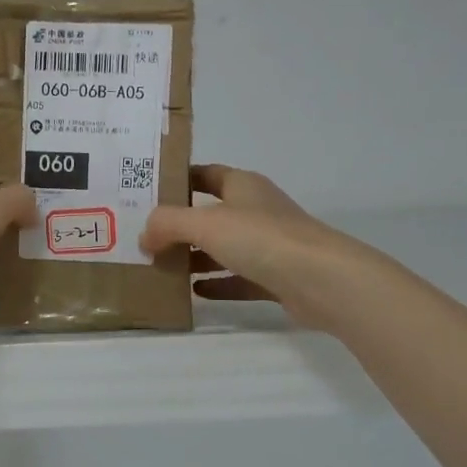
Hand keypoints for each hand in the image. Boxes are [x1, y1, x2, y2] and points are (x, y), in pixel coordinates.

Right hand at [140, 164, 363, 332]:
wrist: (322, 280)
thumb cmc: (261, 238)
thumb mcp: (204, 223)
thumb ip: (168, 224)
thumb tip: (144, 236)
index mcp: (243, 186)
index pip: (205, 174)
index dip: (178, 180)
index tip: (147, 192)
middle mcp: (256, 210)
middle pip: (211, 214)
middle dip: (180, 225)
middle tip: (145, 237)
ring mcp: (269, 245)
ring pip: (224, 248)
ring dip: (196, 256)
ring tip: (161, 267)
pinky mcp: (276, 277)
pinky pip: (238, 279)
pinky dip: (217, 284)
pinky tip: (194, 292)